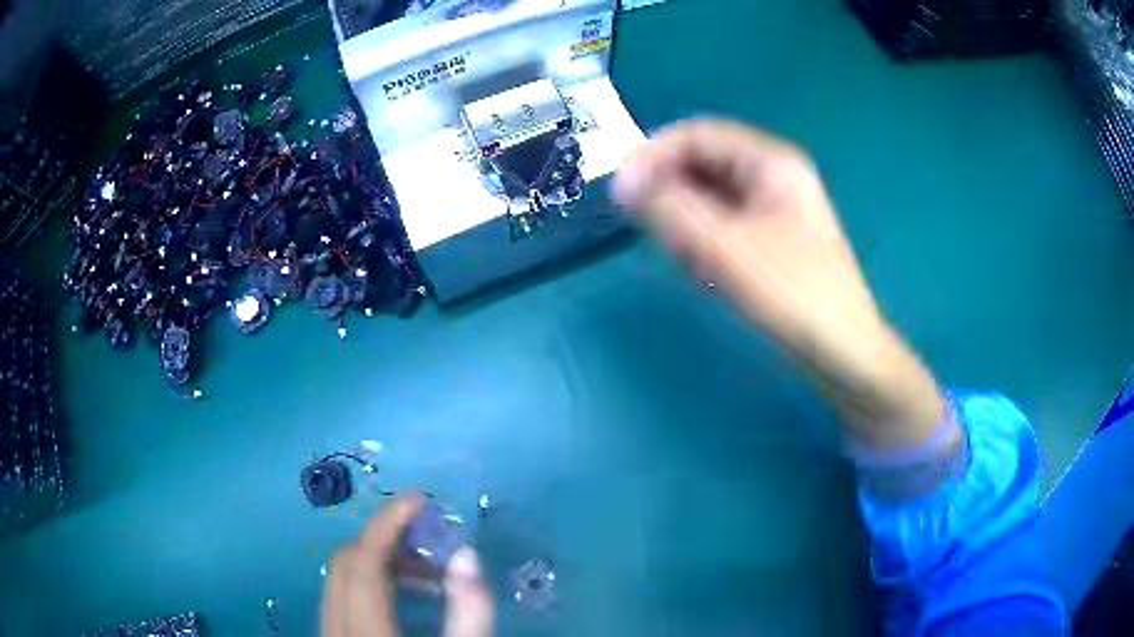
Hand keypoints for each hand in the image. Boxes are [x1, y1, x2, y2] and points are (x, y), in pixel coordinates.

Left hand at [321, 495, 494, 636]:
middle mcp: (335, 628)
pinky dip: (370, 587)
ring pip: (339, 580)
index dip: (388, 523)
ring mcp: (327, 635)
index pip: (364, 560)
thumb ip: (470, 610)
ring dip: (379, 565)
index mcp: (366, 631)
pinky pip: (340, 599)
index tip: (420, 500)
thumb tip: (466, 554)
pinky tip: (403, 603)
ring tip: (425, 579)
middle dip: (386, 543)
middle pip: (345, 564)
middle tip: (430, 544)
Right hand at [613, 119, 883, 366]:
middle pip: (703, 164)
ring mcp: (772, 209)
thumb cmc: (792, 294)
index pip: (697, 135)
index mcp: (771, 162)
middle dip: (670, 193)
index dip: (653, 154)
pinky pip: (723, 225)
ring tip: (688, 261)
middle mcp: (772, 176)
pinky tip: (705, 273)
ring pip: (710, 198)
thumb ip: (671, 208)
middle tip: (649, 231)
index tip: (621, 190)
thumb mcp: (726, 247)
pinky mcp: (769, 240)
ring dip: (687, 222)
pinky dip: (705, 242)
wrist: (843, 352)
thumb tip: (624, 182)